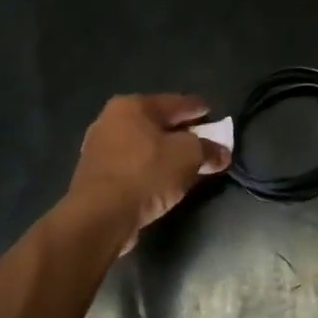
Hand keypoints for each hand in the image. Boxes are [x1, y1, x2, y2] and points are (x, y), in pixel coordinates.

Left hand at [66, 94, 229, 237]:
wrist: (99, 215)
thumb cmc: (146, 174)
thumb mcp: (188, 157)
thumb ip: (208, 150)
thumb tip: (222, 153)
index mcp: (133, 105)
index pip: (175, 102)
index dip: (197, 109)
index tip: (213, 114)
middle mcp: (111, 119)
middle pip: (157, 122)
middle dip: (181, 132)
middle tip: (203, 141)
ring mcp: (99, 147)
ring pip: (143, 145)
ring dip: (164, 153)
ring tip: (184, 165)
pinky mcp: (95, 174)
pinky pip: (131, 165)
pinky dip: (148, 169)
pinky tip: (160, 182)